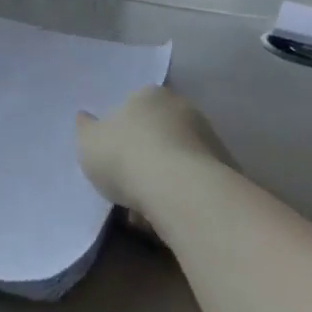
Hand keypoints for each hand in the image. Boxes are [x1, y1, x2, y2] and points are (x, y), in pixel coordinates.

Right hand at [77, 85, 234, 217]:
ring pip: (177, 159)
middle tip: (127, 182)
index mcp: (149, 95)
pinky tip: (164, 217)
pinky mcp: (226, 170)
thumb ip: (87, 129)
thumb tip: (85, 118)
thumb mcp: (89, 142)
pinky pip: (192, 182)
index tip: (113, 154)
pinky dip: (180, 196)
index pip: (134, 105)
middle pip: (159, 131)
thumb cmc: (126, 156)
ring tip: (143, 209)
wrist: (180, 190)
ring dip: (163, 179)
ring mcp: (208, 138)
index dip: (122, 130)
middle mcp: (183, 108)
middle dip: (145, 154)